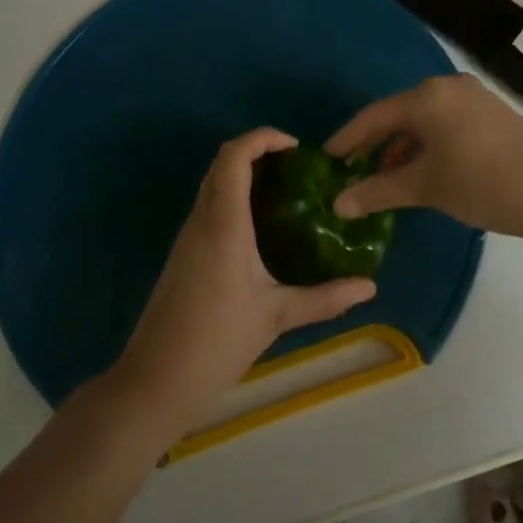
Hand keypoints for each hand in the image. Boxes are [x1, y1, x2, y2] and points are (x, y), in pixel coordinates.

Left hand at [116, 128, 376, 436]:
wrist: (153, 383)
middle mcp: (202, 219)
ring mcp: (188, 236)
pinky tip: (261, 225)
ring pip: (213, 183)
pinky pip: (209, 206)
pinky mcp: (183, 253)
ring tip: (286, 191)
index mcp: (223, 224)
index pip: (235, 156)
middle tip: (297, 167)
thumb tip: (369, 287)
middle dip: (257, 151)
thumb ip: (324, 298)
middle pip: (222, 162)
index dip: (263, 138)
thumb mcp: (276, 317)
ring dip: (245, 173)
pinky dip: (234, 196)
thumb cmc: (216, 343)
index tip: (297, 148)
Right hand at [328, 75, 522, 240]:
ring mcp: (472, 96)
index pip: (373, 116)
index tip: (324, 159)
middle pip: (398, 113)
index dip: (346, 139)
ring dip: (402, 146)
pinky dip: (427, 143)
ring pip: (423, 118)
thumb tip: (338, 204)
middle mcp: (447, 86)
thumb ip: (378, 191)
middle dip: (374, 143)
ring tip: (385, 178)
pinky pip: (445, 121)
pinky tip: (423, 170)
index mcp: (426, 96)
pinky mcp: (490, 111)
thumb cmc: (482, 184)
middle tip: (351, 170)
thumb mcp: (425, 187)